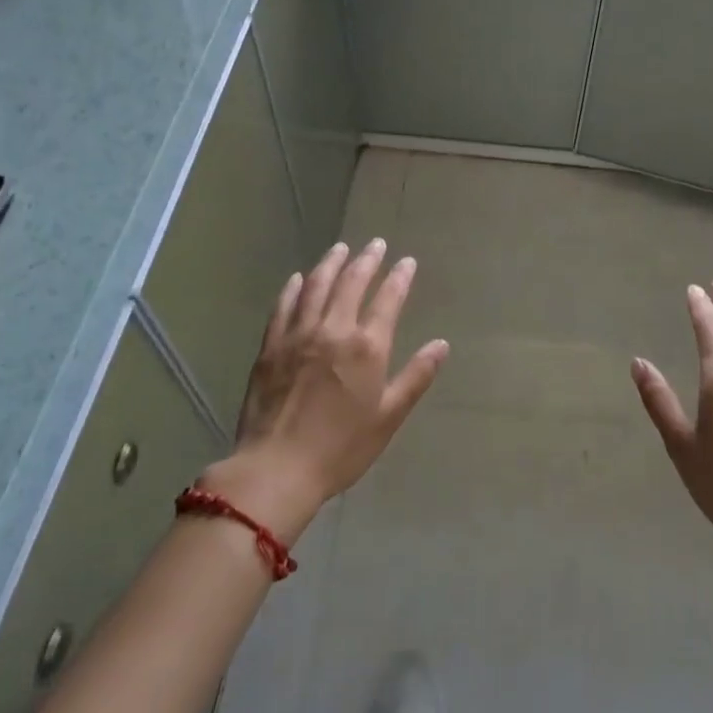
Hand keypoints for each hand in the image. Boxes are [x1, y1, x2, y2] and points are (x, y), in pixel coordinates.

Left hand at [206, 240, 447, 541]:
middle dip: (366, 260)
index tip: (406, 262)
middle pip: (351, 284)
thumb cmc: (341, 448)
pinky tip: (298, 279)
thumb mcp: (389, 417)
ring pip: (316, 287)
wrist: (277, 469)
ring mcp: (298, 335)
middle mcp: (333, 330)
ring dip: (331, 264)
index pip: (388, 300)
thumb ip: (416, 376)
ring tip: (340, 248)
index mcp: (367, 347)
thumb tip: (441, 345)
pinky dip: (293, 289)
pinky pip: (283, 307)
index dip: (399, 278)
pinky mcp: (271, 347)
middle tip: (376, 244)